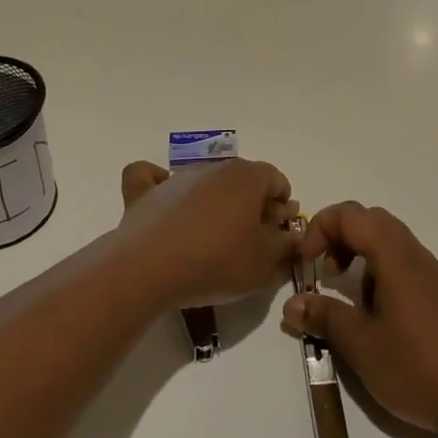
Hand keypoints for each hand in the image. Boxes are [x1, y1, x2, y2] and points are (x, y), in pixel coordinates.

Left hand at [117, 159, 298, 308]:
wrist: (150, 269)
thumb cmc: (217, 262)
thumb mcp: (264, 263)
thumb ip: (285, 247)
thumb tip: (292, 236)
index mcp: (246, 176)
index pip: (276, 179)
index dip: (283, 206)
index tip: (281, 234)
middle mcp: (212, 168)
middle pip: (241, 180)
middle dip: (252, 204)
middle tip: (252, 241)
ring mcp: (176, 178)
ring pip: (204, 182)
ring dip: (215, 202)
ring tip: (212, 239)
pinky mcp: (144, 193)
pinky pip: (152, 178)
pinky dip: (159, 185)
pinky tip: (166, 202)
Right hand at [283, 202, 437, 437]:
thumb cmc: (417, 368)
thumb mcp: (360, 346)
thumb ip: (325, 317)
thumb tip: (293, 303)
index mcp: (394, 255)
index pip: (351, 216)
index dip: (321, 229)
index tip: (307, 264)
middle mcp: (421, 255)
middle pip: (375, 223)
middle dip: (343, 240)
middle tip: (328, 275)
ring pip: (400, 246)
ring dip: (371, 261)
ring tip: (362, 302)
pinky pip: (430, 270)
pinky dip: (407, 277)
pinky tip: (407, 306)